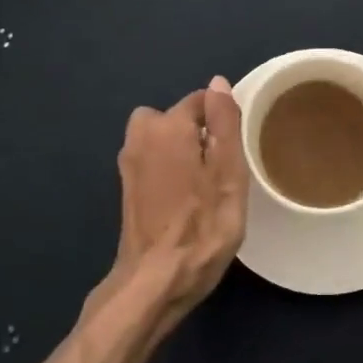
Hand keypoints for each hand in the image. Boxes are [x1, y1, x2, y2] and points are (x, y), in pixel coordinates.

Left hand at [91, 76, 246, 335]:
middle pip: (179, 118)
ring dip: (183, 152)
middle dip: (199, 134)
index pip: (202, 101)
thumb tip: (217, 83)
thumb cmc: (202, 227)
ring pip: (164, 139)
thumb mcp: (228, 173)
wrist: (156, 280)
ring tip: (204, 187)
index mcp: (167, 126)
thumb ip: (224, 123)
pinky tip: (184, 200)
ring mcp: (129, 162)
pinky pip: (154, 160)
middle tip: (220, 171)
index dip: (223, 122)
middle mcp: (141, 135)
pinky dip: (169, 169)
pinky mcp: (126, 187)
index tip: (236, 152)